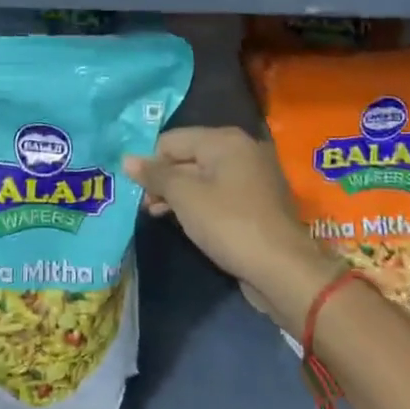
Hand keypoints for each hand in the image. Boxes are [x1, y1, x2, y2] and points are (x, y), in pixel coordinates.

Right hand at [123, 127, 333, 320]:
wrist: (282, 269)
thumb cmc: (229, 224)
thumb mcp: (184, 196)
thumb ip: (155, 175)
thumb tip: (127, 159)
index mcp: (224, 139)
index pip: (171, 140)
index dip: (150, 163)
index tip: (136, 190)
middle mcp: (241, 149)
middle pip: (188, 156)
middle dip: (164, 179)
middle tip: (145, 205)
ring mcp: (253, 175)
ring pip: (202, 176)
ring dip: (178, 193)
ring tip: (157, 214)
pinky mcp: (257, 201)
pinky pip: (218, 192)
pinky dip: (199, 203)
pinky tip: (184, 220)